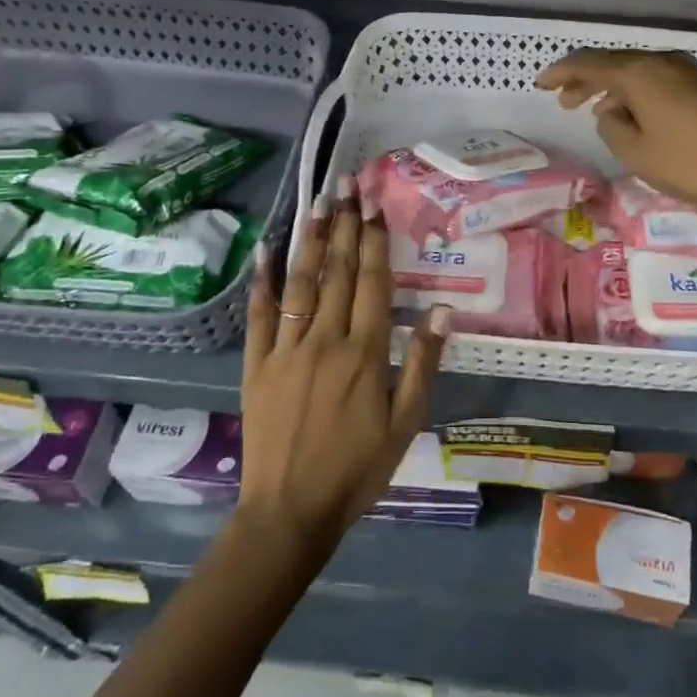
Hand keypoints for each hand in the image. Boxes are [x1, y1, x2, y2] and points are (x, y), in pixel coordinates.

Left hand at [239, 187, 450, 561]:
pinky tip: (266, 250)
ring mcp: (286, 350)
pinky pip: (259, 315)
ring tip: (317, 202)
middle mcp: (325, 340)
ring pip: (300, 283)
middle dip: (343, 225)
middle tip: (346, 185)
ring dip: (310, 239)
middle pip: (336, 272)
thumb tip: (441, 311)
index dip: (373, 240)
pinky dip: (263, 281)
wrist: (290, 511)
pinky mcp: (256, 365)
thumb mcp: (405, 423)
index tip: (374, 204)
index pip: (371, 282)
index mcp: (365, 353)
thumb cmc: (357, 469)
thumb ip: (422, 364)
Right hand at [537, 49, 696, 213]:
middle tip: (566, 102)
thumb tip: (612, 112)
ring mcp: (694, 71)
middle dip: (588, 80)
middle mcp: (666, 62)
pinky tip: (644, 115)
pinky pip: (665, 81)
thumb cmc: (692, 163)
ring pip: (643, 72)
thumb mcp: (638, 154)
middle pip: (617, 63)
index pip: (590, 63)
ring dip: (617, 89)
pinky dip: (644, 93)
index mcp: (642, 73)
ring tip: (602, 112)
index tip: (541, 84)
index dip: (562, 72)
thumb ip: (613, 128)